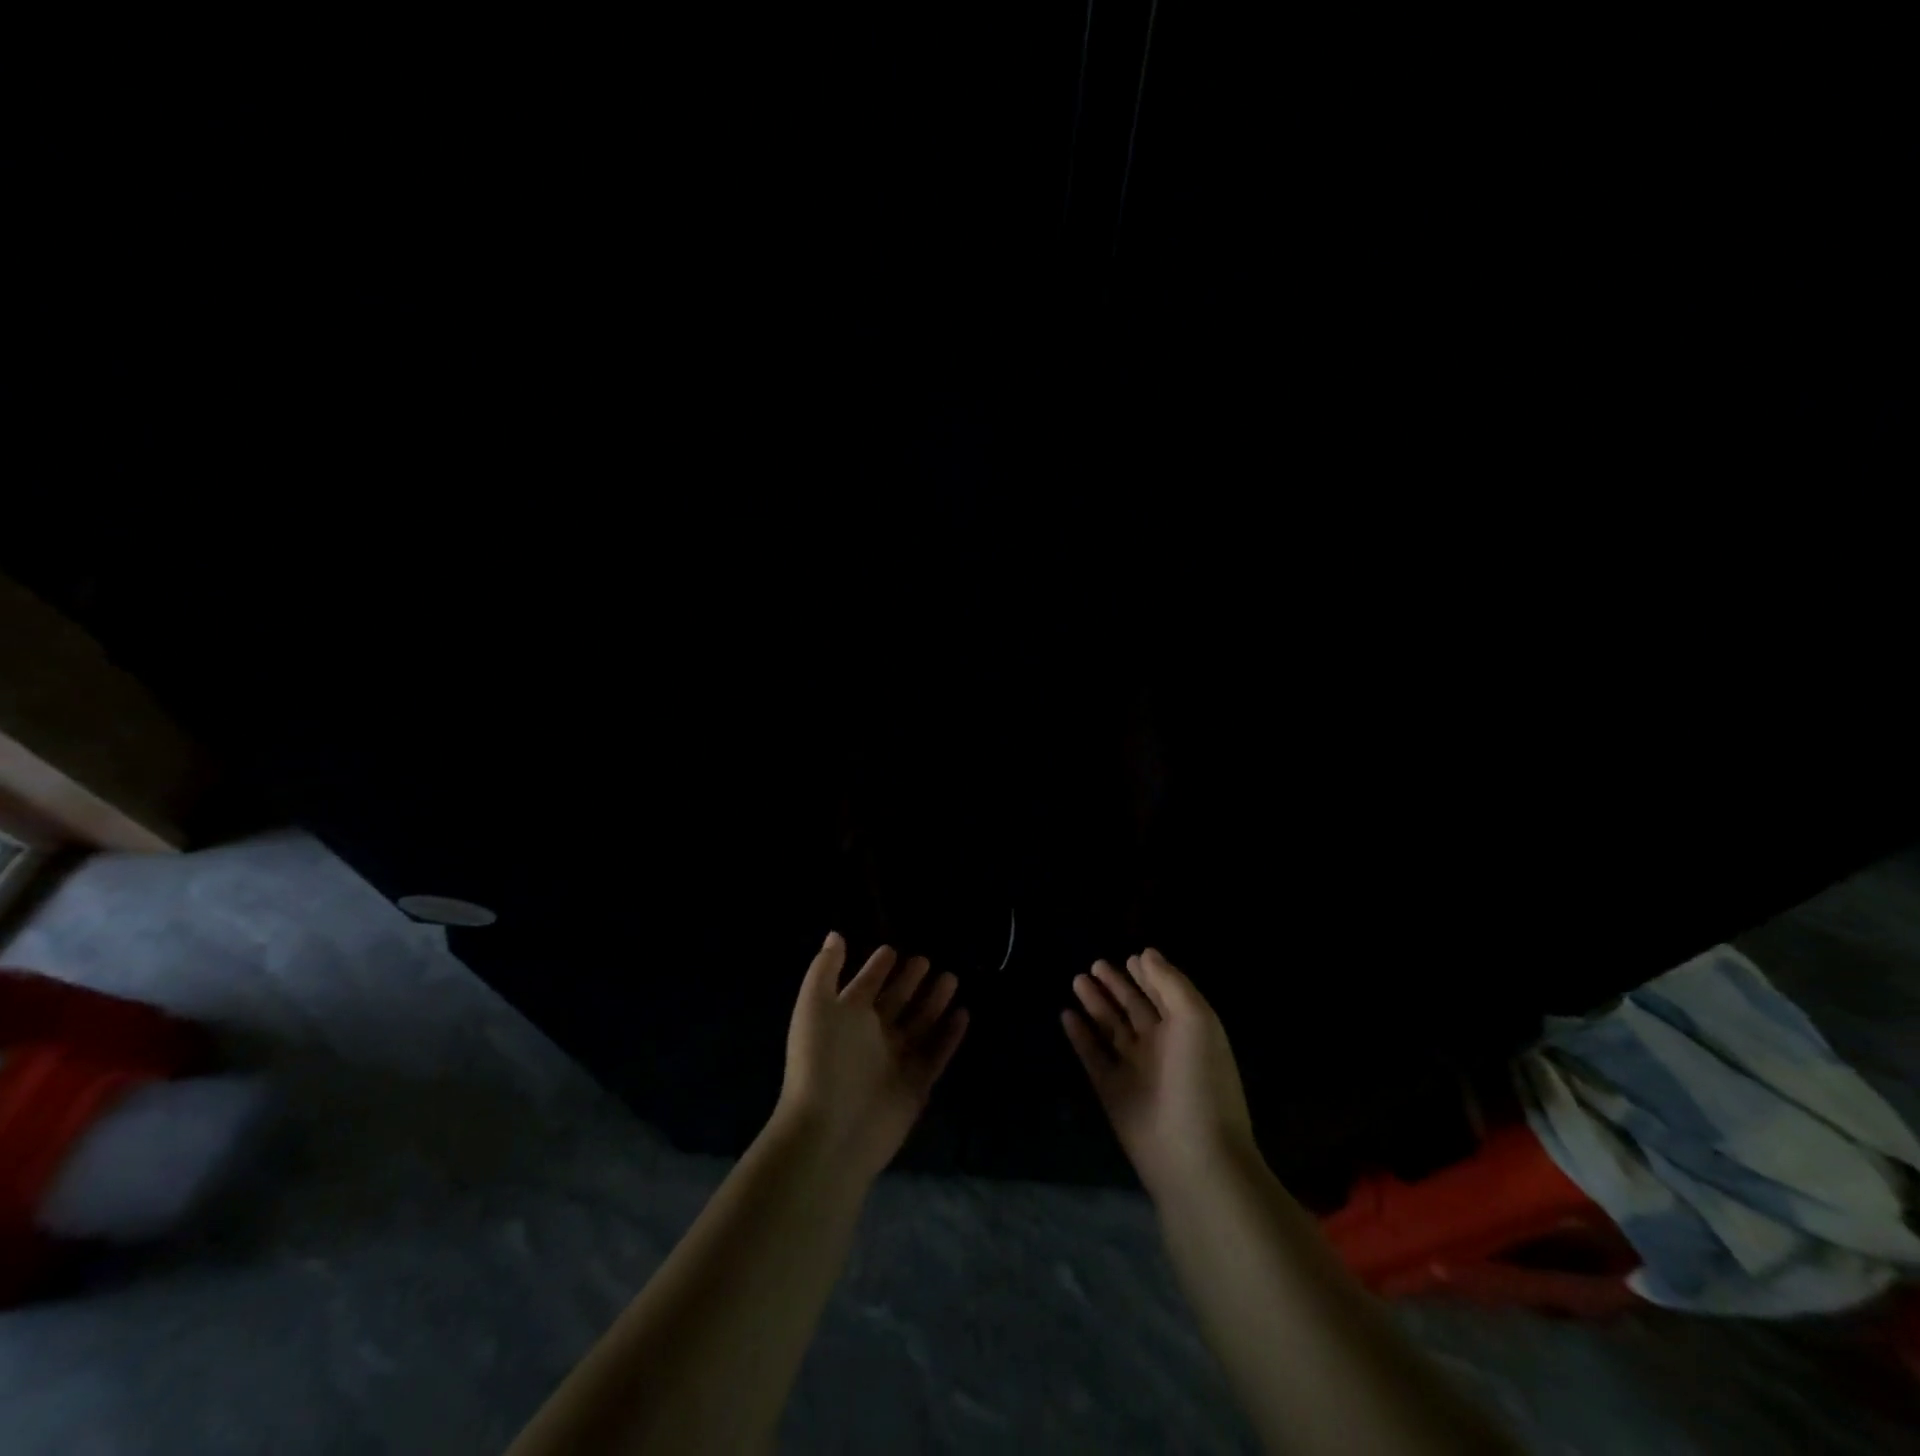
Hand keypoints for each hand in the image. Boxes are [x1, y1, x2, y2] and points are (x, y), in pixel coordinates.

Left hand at [775, 932, 969, 1180]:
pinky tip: (963, 1014)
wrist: (830, 1130)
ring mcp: (895, 1062)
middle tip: (927, 959)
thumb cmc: (820, 1059)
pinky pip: (936, 1054)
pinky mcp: (916, 1085)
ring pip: (919, 1025)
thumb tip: (835, 935)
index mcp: (845, 1018)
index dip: (875, 968)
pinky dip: (949, 1036)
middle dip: (909, 981)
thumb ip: (825, 968)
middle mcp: (870, 1037)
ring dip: (933, 1002)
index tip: (892, 949)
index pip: (864, 986)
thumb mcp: (815, 1004)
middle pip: (895, 1002)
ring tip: (951, 977)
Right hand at [1063, 948, 1255, 1195]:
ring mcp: (1135, 1071)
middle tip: (1094, 963)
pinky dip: (1080, 1036)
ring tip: (1077, 979)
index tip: (1131, 956)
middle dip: (1117, 986)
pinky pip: (1093, 1057)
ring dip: (1096, 1004)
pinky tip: (1065, 1015)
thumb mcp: (1196, 1019)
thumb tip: (1147, 954)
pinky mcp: (1112, 1093)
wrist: (1195, 1157)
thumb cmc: (1201, 1080)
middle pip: (1135, 1009)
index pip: (1164, 995)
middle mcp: (1161, 1048)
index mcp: (1187, 1031)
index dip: (1148, 976)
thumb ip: (1171, 983)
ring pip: (1111, 1029)